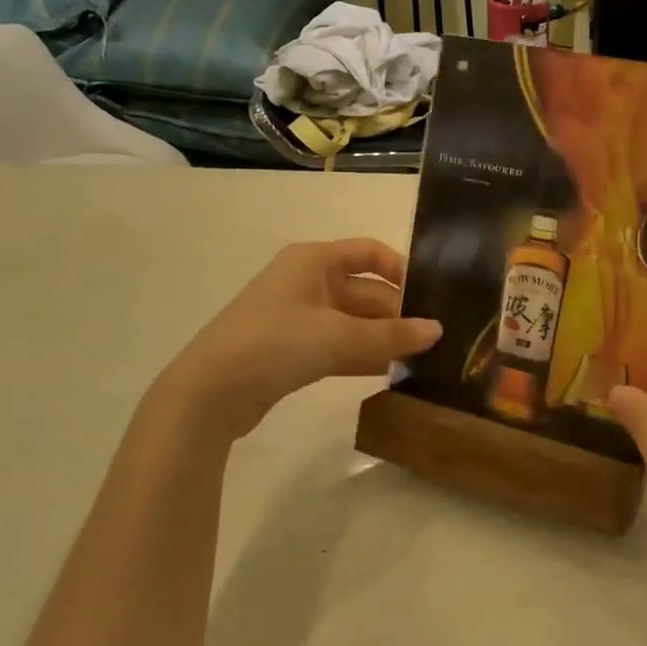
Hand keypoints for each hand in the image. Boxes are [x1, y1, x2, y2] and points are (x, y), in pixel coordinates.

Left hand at [148, 238, 439, 448]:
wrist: (208, 393)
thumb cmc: (275, 343)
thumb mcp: (339, 337)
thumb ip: (392, 335)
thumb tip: (437, 331)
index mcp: (314, 261)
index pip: (369, 252)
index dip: (400, 269)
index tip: (429, 295)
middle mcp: (307, 281)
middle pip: (364, 290)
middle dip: (396, 312)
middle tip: (432, 336)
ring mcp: (298, 317)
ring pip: (353, 321)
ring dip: (382, 337)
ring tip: (420, 356)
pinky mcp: (291, 350)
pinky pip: (338, 344)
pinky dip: (362, 354)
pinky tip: (389, 372)